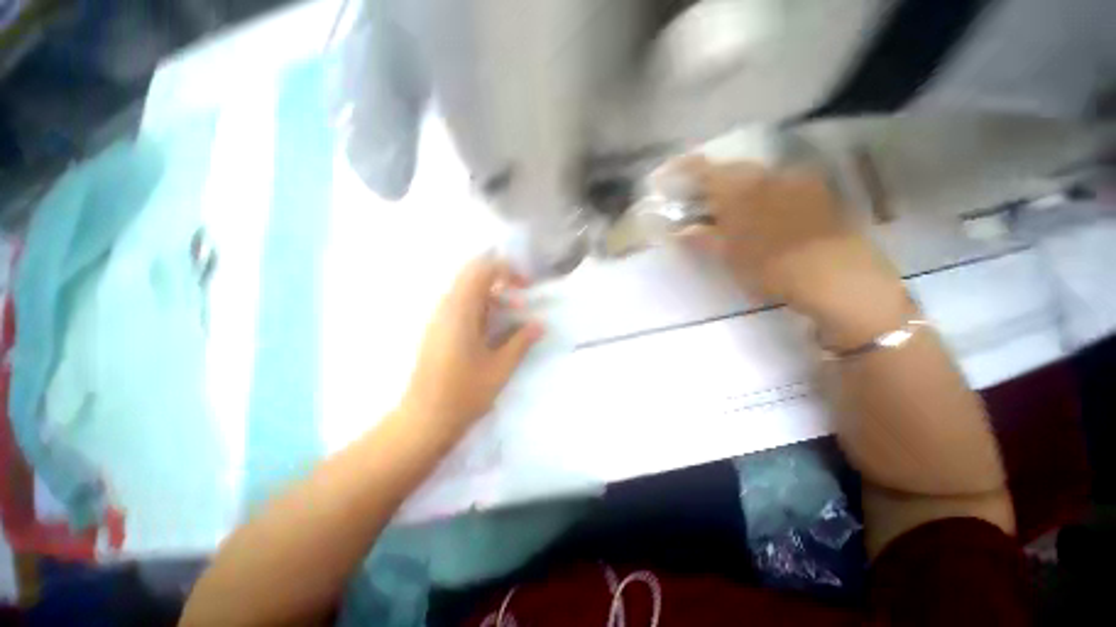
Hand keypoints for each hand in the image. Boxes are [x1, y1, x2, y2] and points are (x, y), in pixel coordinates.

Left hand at [399, 256, 543, 440]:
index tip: (526, 285)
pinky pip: (460, 304)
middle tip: (521, 293)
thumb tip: (539, 324)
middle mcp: (446, 307)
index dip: (506, 270)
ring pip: (466, 289)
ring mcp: (438, 318)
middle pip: (472, 274)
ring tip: (513, 312)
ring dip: (491, 293)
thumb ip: (521, 342)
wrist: (424, 419)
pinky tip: (494, 326)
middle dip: (500, 277)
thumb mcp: (500, 367)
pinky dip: (481, 305)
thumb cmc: (464, 394)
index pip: (481, 270)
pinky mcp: (437, 329)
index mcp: (460, 312)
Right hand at [674, 157, 908, 347]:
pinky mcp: (818, 192)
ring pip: (757, 177)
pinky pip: (781, 185)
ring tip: (731, 210)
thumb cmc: (771, 266)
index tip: (668, 173)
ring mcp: (797, 181)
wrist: (837, 276)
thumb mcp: (729, 256)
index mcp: (741, 190)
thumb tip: (680, 230)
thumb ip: (702, 238)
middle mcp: (768, 176)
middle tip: (700, 200)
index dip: (684, 169)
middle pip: (732, 171)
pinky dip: (763, 194)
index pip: (705, 170)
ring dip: (738, 189)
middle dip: (712, 182)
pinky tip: (765, 214)